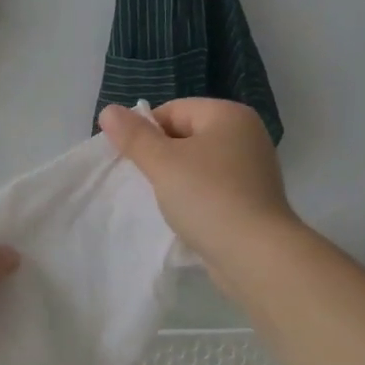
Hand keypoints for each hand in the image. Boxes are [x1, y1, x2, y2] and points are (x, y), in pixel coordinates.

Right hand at [98, 100, 299, 268]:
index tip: (133, 163)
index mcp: (228, 114)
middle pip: (187, 135)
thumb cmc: (208, 198)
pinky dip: (197, 197)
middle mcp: (246, 134)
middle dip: (161, 157)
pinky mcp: (254, 198)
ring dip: (177, 180)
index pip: (172, 111)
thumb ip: (134, 136)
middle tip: (146, 184)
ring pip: (199, 164)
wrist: (255, 254)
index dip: (146, 134)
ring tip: (165, 202)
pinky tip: (187, 216)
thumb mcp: (163, 163)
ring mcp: (253, 168)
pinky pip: (214, 188)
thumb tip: (108, 111)